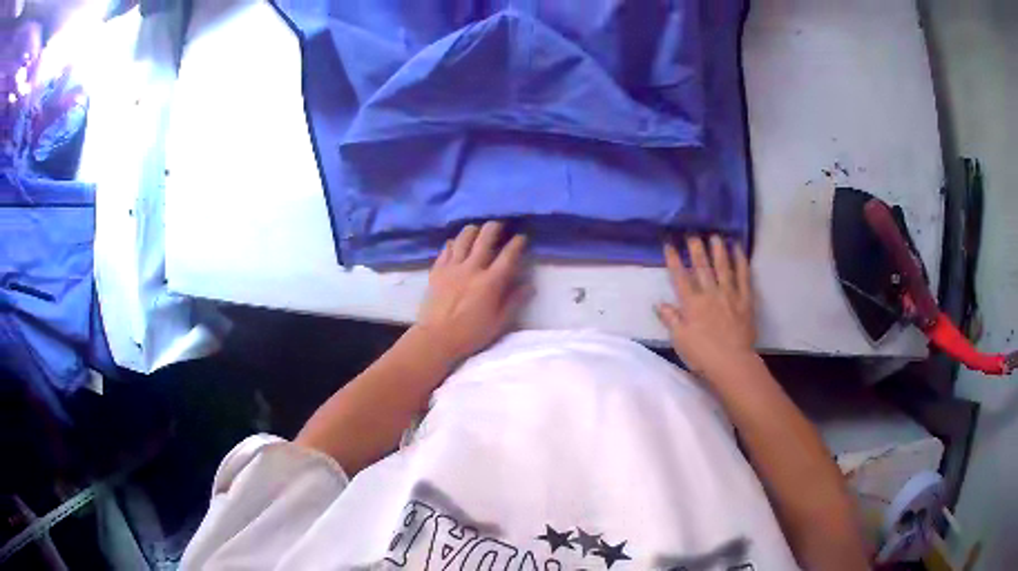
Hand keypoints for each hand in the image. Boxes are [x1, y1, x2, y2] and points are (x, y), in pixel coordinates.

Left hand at [415, 221, 530, 363]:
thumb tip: (529, 285)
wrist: (436, 338)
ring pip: (464, 237)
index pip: (508, 255)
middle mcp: (472, 268)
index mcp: (491, 282)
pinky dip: (454, 243)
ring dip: (474, 230)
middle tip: (500, 227)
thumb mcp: (499, 322)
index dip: (517, 243)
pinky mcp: (437, 270)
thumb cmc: (471, 333)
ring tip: (478, 230)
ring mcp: (453, 267)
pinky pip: (447, 248)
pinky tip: (457, 244)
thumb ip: (515, 301)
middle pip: (485, 237)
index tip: (521, 238)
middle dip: (495, 227)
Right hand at [655, 235, 756, 380]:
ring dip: (718, 250)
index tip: (669, 244)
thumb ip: (670, 319)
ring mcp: (729, 295)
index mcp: (691, 304)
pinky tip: (738, 250)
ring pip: (722, 267)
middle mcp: (710, 294)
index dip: (674, 259)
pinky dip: (740, 262)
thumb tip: (658, 303)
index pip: (680, 277)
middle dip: (695, 248)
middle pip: (701, 267)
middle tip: (692, 233)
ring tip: (715, 236)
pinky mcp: (745, 300)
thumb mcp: (680, 339)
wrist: (732, 363)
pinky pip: (743, 277)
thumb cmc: (702, 355)